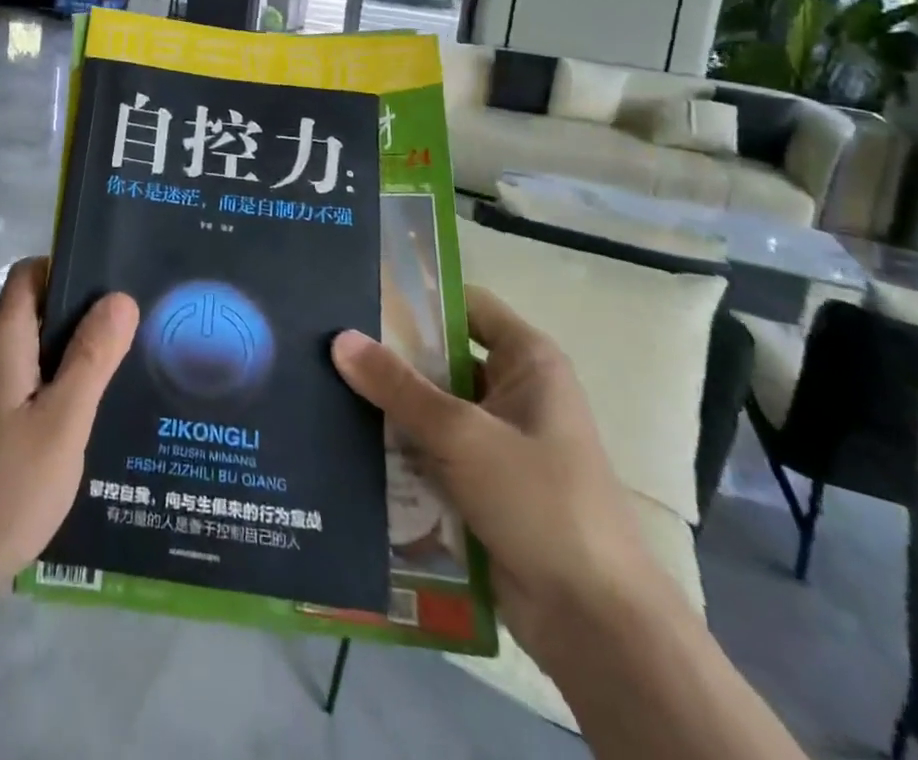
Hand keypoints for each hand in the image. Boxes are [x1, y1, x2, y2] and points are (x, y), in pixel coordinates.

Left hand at [0, 257, 139, 622]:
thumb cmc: (3, 487)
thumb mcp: (63, 420)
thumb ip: (92, 357)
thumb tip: (119, 297)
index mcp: (2, 339)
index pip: (32, 273)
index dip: (70, 268)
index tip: (115, 287)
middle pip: (35, 310)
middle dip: (82, 315)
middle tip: (135, 333)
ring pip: (33, 353)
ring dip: (72, 357)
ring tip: (124, 374)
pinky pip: (24, 388)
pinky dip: (56, 390)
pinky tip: (86, 422)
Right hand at [331, 286, 662, 660]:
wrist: (595, 626)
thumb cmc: (540, 502)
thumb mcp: (462, 434)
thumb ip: (398, 386)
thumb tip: (339, 338)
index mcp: (528, 362)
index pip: (464, 305)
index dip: (417, 295)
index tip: (359, 292)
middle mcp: (513, 391)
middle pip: (441, 356)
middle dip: (389, 354)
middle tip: (324, 340)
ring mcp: (497, 441)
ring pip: (430, 406)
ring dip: (388, 405)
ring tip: (322, 385)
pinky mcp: (481, 485)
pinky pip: (430, 450)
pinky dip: (397, 447)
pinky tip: (345, 440)